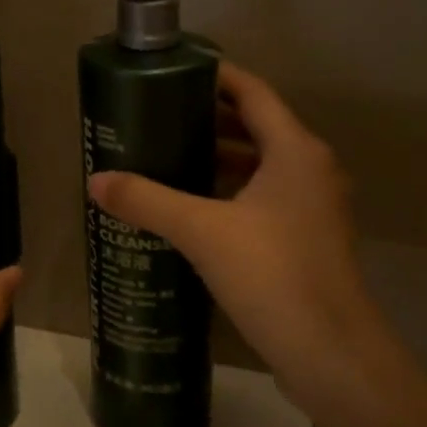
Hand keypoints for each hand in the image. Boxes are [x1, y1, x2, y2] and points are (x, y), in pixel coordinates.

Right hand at [87, 63, 388, 420]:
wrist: (330, 354)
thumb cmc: (272, 275)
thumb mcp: (202, 232)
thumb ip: (147, 201)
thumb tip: (95, 181)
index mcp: (295, 150)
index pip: (252, 92)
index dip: (215, 77)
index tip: (171, 73)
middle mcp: (311, 169)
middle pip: (257, 126)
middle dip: (209, 118)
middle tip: (158, 116)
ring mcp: (313, 206)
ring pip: (261, 164)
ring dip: (220, 156)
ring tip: (168, 155)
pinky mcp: (307, 238)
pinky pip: (264, 196)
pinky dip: (231, 190)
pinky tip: (194, 206)